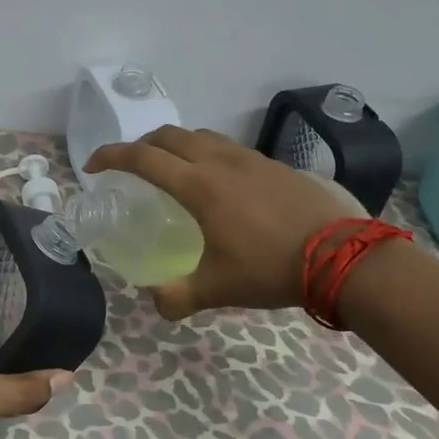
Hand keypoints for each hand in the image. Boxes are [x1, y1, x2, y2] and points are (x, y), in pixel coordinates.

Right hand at [85, 125, 365, 319]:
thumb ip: (178, 297)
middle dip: (141, 144)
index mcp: (198, 186)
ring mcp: (250, 159)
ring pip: (201, 136)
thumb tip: (155, 302)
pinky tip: (220, 183)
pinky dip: (208, 154)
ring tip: (173, 169)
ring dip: (176, 145)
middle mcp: (220, 162)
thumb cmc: (272, 268)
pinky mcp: (275, 165)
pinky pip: (229, 148)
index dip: (110, 156)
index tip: (93, 167)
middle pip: (169, 136)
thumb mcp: (218, 288)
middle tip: (130, 166)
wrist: (345, 256)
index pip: (142, 158)